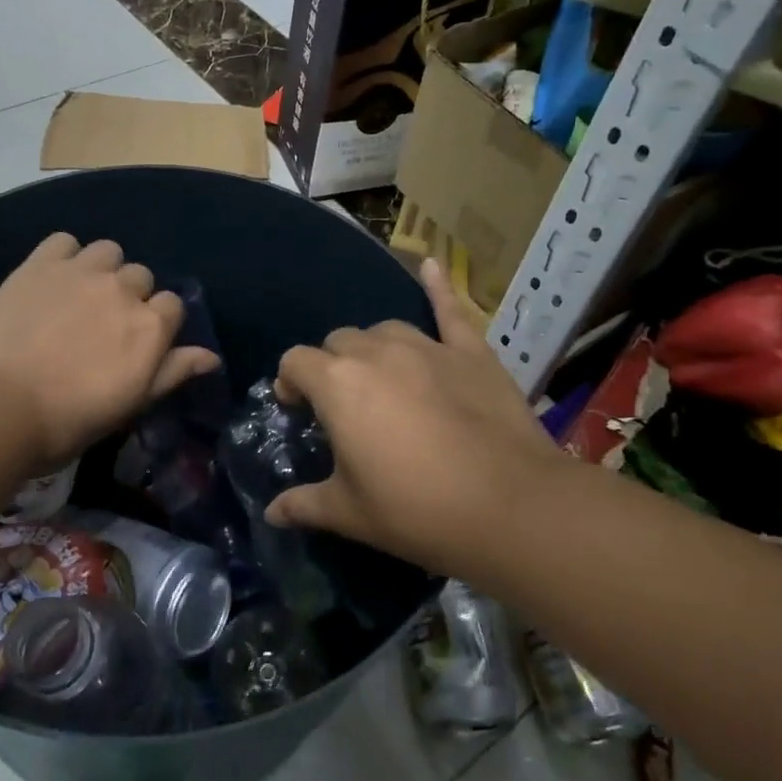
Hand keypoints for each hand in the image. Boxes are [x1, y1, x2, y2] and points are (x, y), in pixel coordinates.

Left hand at [0, 234, 218, 465]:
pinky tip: (53, 278)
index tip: (136, 342)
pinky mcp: (41, 264)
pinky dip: (64, 256)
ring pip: (108, 252)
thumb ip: (174, 371)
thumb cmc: (73, 417)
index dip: (157, 322)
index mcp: (152, 325)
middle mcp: (124, 289)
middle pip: (141, 277)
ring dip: (102, 270)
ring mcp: (82, 271)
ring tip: (80, 295)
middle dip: (129, 296)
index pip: (172, 306)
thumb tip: (211, 357)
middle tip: (103, 324)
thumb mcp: (133, 402)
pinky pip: (64, 241)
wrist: (2, 405)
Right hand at [267, 259, 567, 580]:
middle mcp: (376, 352)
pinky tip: (432, 266)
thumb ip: (304, 505)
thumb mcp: (350, 514)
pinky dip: (438, 288)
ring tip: (382, 379)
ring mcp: (426, 346)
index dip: (290, 383)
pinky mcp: (470, 351)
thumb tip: (271, 513)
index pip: (296, 362)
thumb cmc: (417, 510)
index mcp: (337, 384)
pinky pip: (449, 309)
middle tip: (344, 407)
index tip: (298, 410)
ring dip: (373, 349)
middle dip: (331, 367)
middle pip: (338, 342)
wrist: (510, 506)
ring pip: (384, 330)